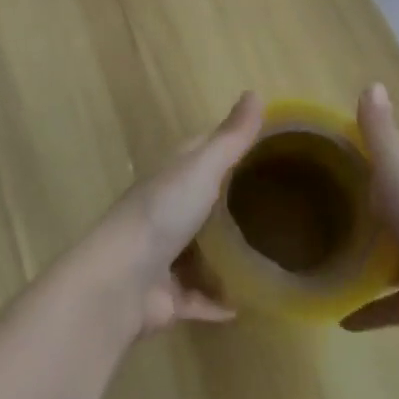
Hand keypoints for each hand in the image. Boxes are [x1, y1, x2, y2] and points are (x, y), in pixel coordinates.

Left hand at [94, 91, 262, 334]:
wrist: (119, 282)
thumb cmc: (162, 213)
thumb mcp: (202, 167)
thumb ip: (231, 137)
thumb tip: (256, 92)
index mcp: (172, 176)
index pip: (202, 151)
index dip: (229, 146)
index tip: (265, 146)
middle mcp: (167, 212)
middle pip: (204, 202)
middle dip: (233, 202)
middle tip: (279, 204)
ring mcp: (165, 256)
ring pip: (202, 252)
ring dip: (226, 256)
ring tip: (268, 254)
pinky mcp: (168, 298)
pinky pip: (199, 298)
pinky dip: (218, 301)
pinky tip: (245, 306)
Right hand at [341, 84, 398, 337]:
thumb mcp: (395, 167)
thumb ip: (380, 132)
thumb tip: (373, 84)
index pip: (398, 165)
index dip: (375, 159)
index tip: (339, 158)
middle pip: (396, 211)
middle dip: (371, 211)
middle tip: (326, 213)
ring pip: (395, 257)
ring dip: (370, 260)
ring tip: (330, 262)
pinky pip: (391, 304)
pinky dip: (369, 310)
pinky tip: (341, 317)